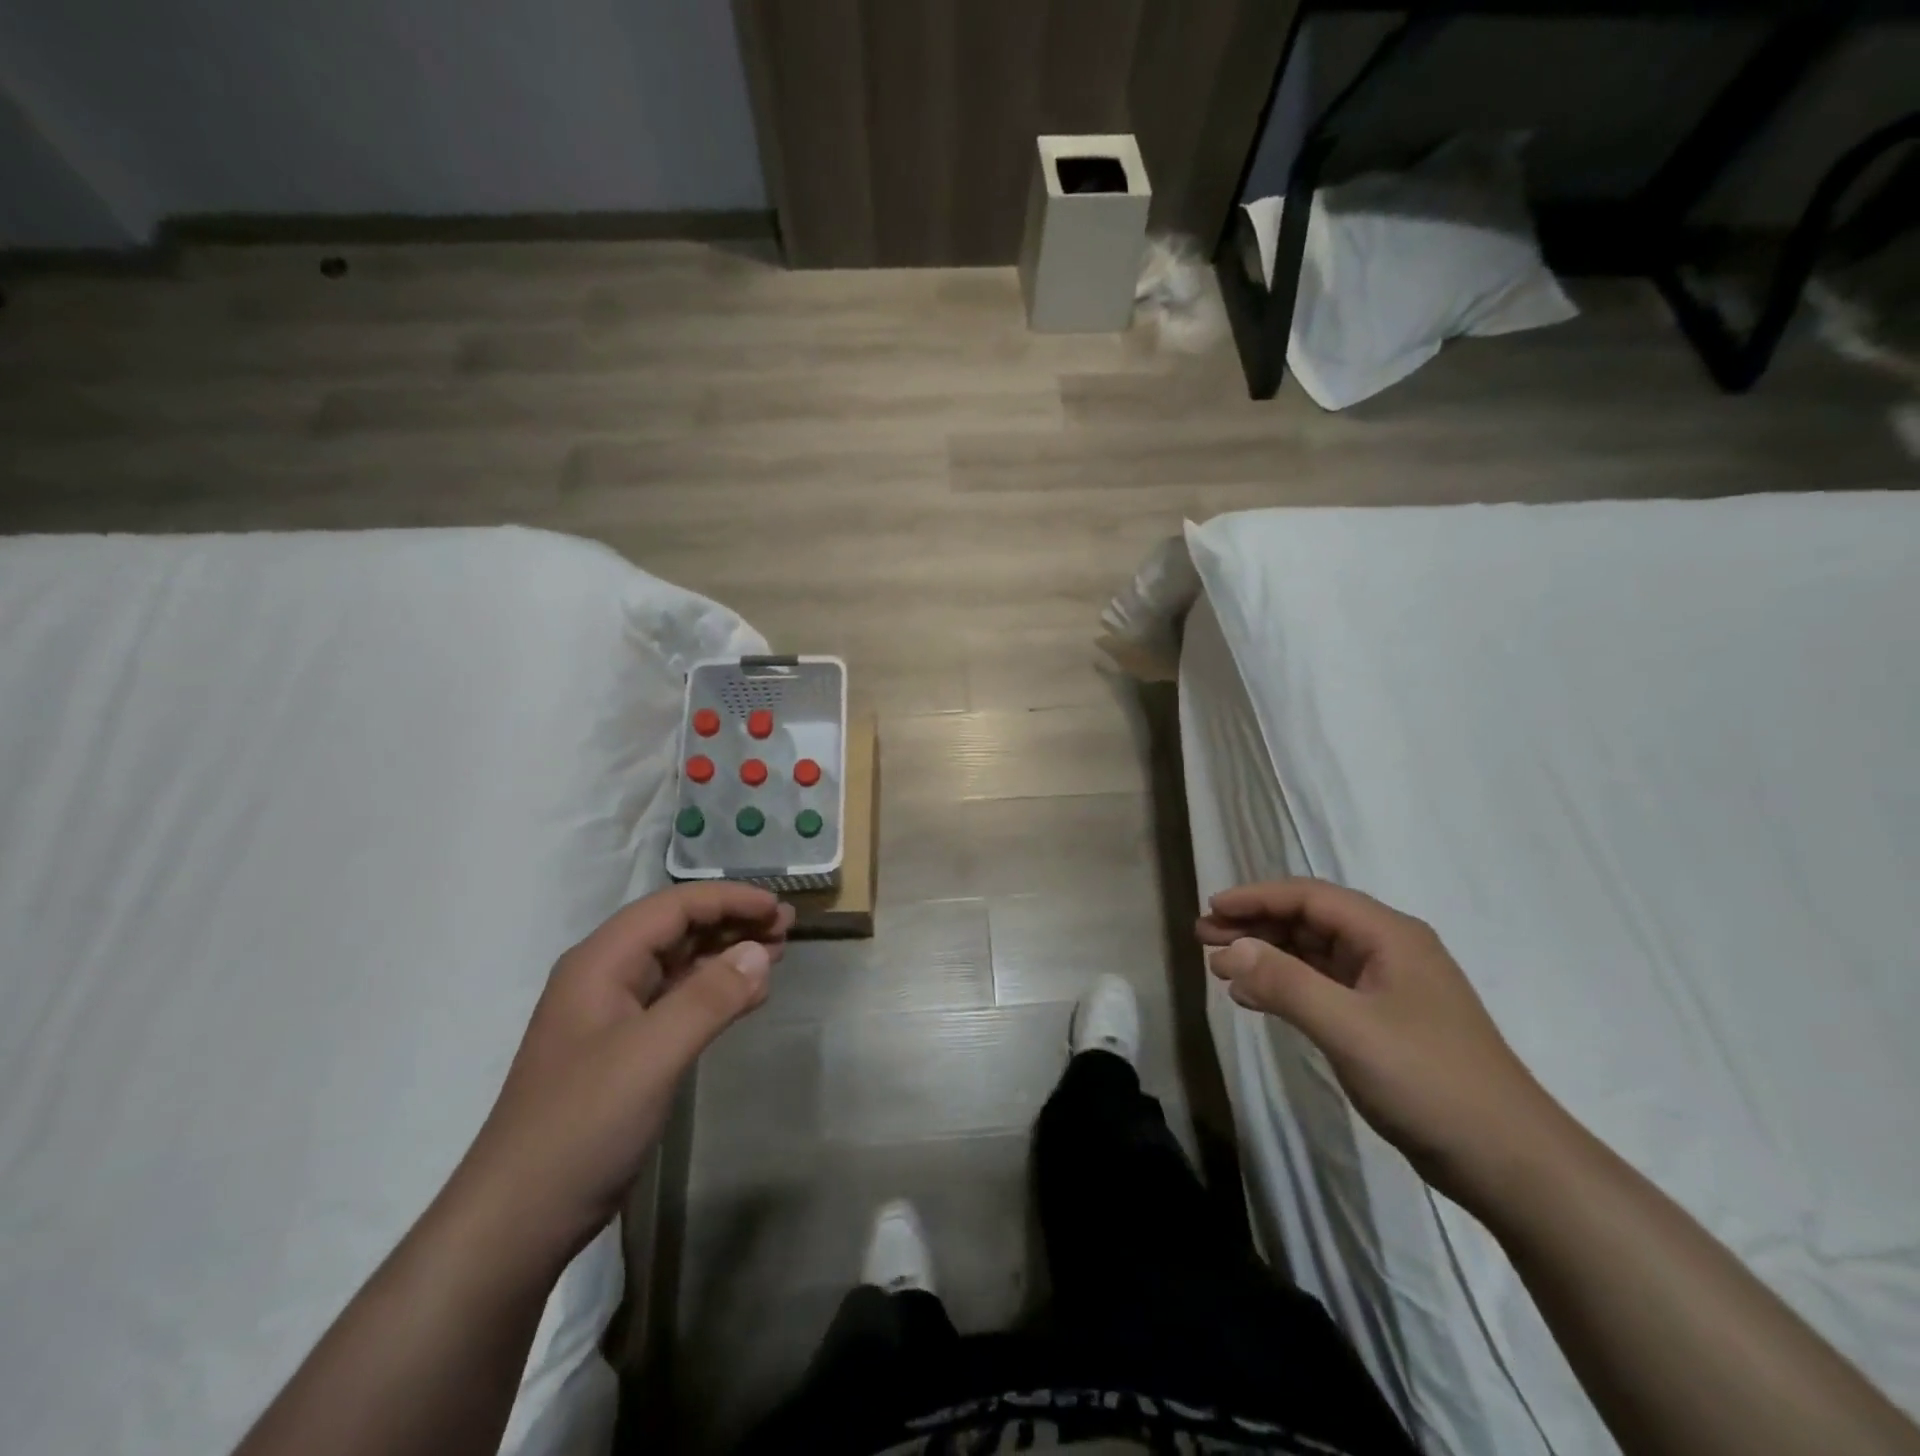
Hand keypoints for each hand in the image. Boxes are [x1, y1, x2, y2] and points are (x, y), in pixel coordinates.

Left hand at [456, 882, 793, 1258]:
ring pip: (680, 963)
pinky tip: (749, 995)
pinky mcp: (625, 1049)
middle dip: (733, 921)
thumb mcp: (652, 1055)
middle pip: (677, 929)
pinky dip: (716, 990)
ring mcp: (613, 1015)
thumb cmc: (582, 1125)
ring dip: (728, 952)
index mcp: (601, 963)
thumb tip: (761, 951)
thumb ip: (709, 997)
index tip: (778, 907)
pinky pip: (678, 1000)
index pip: (673, 907)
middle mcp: (605, 977)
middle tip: (787, 927)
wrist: (518, 1220)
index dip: (729, 899)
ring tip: (779, 951)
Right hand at [1197, 878, 1563, 1204]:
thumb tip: (1229, 949)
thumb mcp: (1349, 1028)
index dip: (1256, 898)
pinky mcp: (1384, 1023)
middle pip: (1309, 922)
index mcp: (1389, 936)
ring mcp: (1388, 989)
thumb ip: (1285, 983)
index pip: (1310, 897)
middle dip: (1254, 926)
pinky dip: (1285, 987)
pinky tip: (1253, 999)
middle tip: (1203, 938)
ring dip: (1266, 956)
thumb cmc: (1429, 1082)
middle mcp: (1389, 951)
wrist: (1511, 1163)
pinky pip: (1323, 989)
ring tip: (1219, 967)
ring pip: (1313, 955)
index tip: (1210, 909)